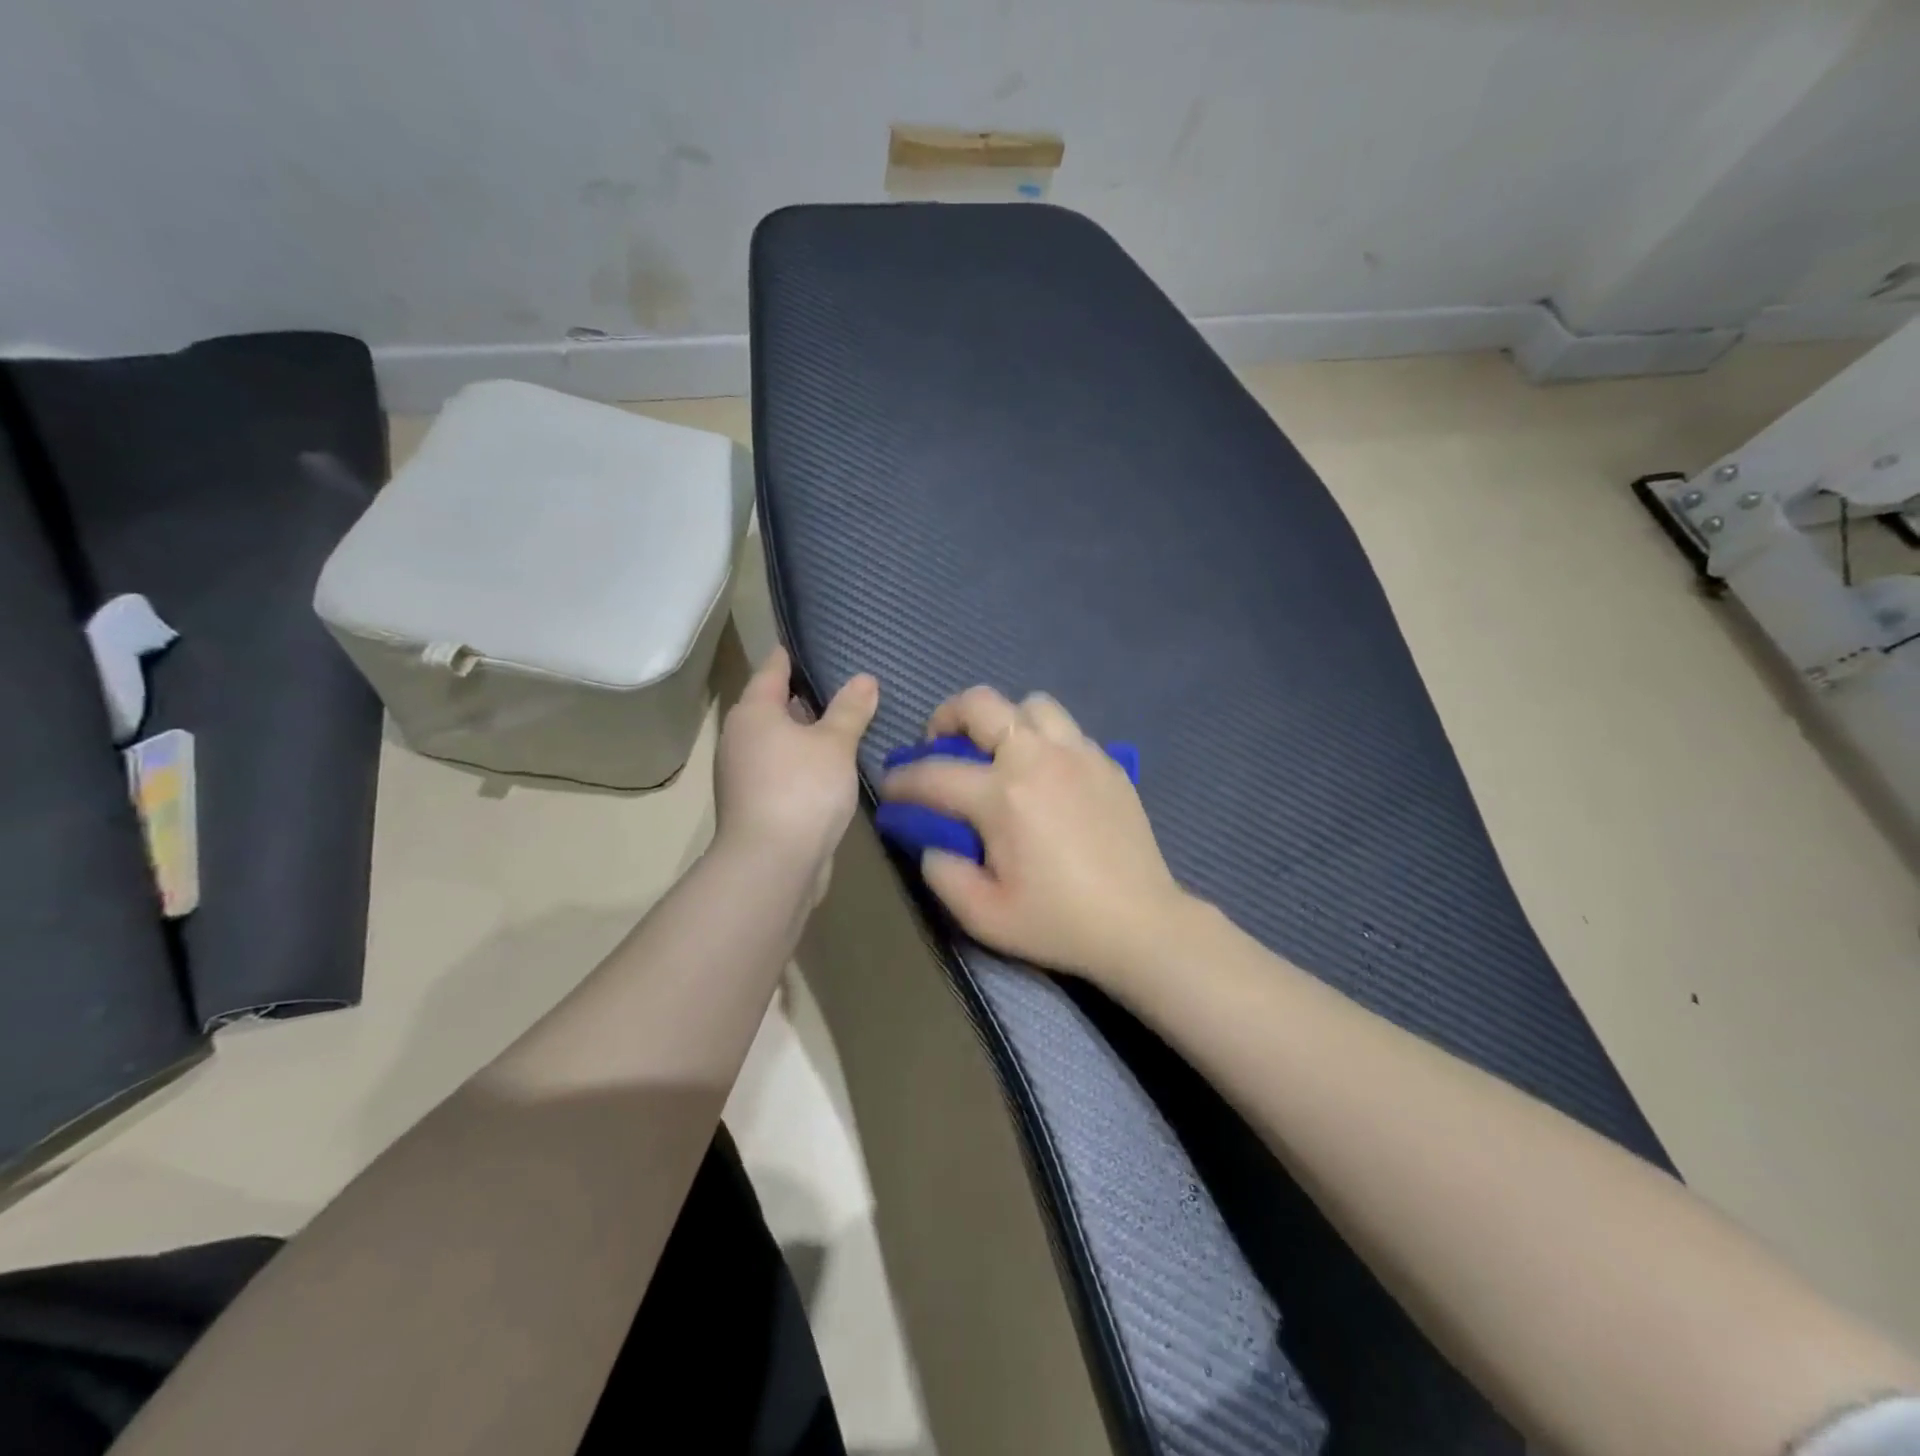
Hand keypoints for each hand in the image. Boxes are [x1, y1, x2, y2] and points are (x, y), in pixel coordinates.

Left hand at [715, 648, 878, 873]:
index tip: (808, 644)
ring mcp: (743, 774)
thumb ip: (850, 710)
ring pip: (777, 741)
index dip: (790, 656)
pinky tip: (830, 768)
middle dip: (803, 697)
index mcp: (753, 712)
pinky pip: (781, 769)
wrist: (772, 864)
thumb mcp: (835, 744)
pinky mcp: (754, 804)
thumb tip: (864, 678)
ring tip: (842, 725)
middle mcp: (740, 738)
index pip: (772, 670)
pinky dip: (802, 763)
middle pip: (772, 706)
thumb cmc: (802, 789)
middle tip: (840, 685)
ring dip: (804, 734)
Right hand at [880, 686, 1190, 983]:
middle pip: (980, 703)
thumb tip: (929, 839)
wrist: (1140, 924)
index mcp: (1003, 796)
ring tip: (998, 754)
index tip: (890, 790)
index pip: (933, 774)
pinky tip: (1044, 776)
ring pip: (1030, 704)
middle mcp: (1037, 758)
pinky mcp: (1107, 762)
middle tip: (940, 746)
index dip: (901, 781)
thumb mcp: (983, 915)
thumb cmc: (1058, 922)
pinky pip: (1065, 729)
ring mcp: (1078, 754)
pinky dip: (1042, 739)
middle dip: (946, 717)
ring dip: (1003, 721)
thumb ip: (942, 872)